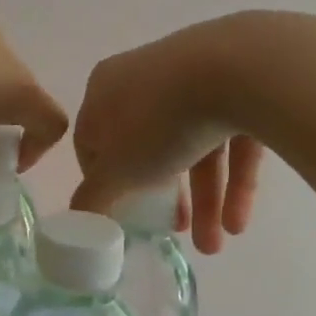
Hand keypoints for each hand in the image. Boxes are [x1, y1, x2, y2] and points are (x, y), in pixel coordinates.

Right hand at [71, 16, 266, 253]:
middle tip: (175, 232)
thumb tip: (76, 219)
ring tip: (216, 245)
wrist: (239, 70)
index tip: (122, 212)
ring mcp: (193, 77)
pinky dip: (234, 179)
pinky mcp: (239, 85)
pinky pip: (230, 137)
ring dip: (204, 200)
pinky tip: (239, 221)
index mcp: (105, 88)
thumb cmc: (159, 120)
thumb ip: (94, 197)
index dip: (103, 181)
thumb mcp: (117, 169)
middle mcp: (145, 77)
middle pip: (148, 147)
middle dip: (164, 199)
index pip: (93, 139)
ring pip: (192, 146)